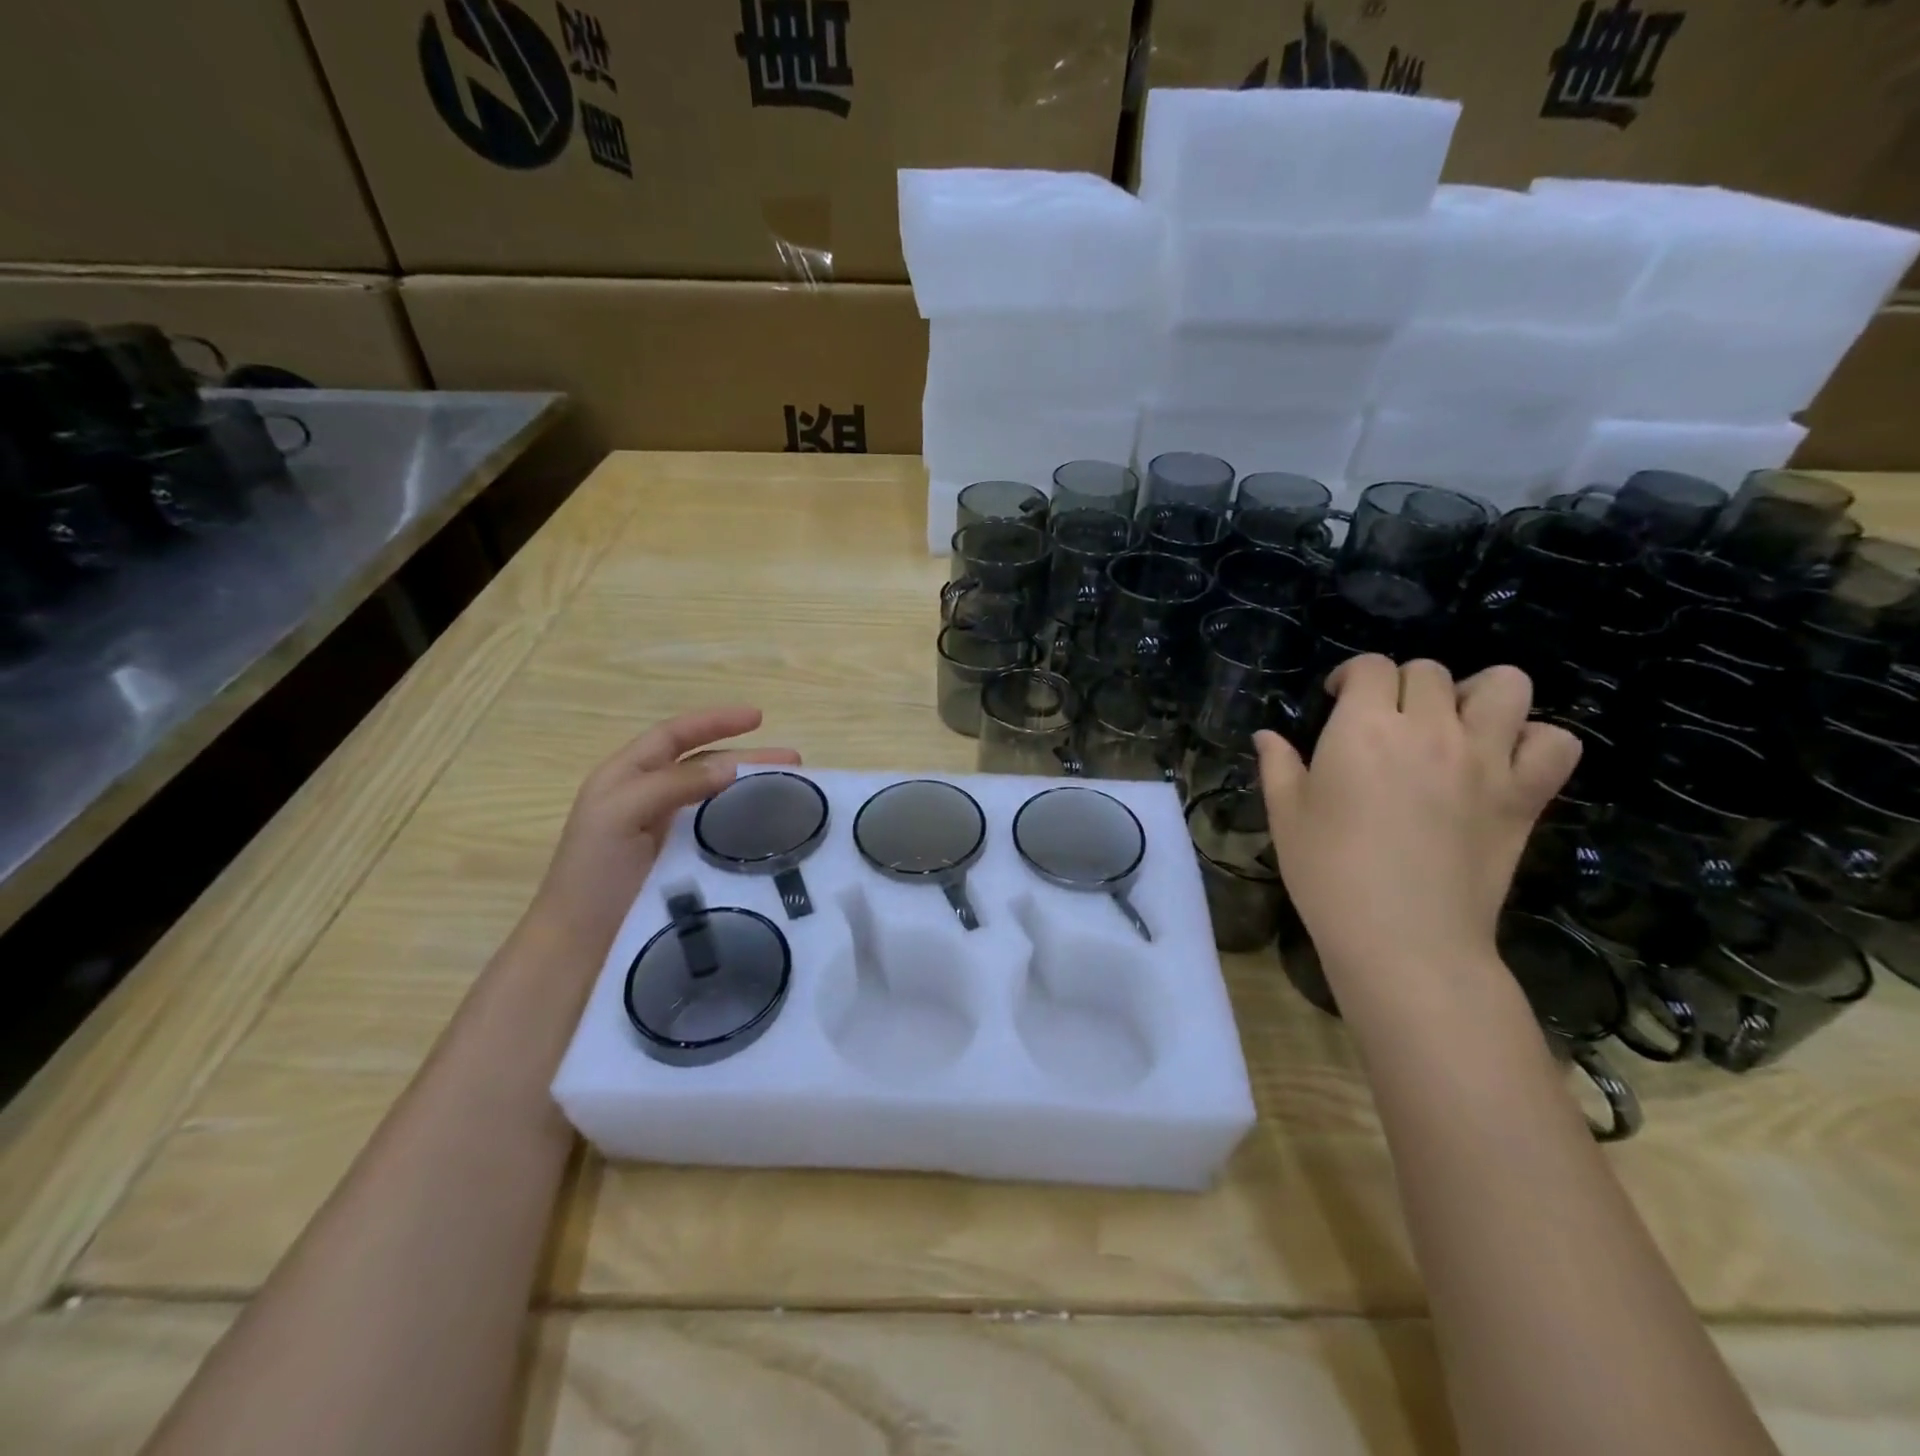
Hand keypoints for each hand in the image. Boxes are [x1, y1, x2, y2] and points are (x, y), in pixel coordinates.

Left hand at [528, 706, 800, 950]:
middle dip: (748, 758)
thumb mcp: (620, 813)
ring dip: (753, 790)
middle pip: (705, 766)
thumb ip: (673, 783)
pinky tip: (772, 831)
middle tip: (795, 762)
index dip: (714, 721)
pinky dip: (747, 825)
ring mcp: (668, 835)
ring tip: (793, 791)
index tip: (759, 718)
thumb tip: (731, 767)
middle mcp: (649, 799)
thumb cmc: (593, 875)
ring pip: (718, 799)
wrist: (579, 950)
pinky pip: (721, 834)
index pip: (675, 735)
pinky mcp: (684, 866)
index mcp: (626, 778)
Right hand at [1253, 657, 1579, 977]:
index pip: (1370, 667)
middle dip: (1402, 686)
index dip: (1352, 676)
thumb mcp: (1285, 816)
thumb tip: (1267, 736)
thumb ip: (1278, 766)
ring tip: (1455, 724)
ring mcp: (1486, 759)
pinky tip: (1500, 760)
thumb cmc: (1329, 874)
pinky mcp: (1524, 795)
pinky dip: (1533, 740)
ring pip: (1505, 686)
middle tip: (1386, 721)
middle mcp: (1430, 728)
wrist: (1404, 939)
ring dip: (1476, 694)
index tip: (1338, 699)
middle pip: (1430, 672)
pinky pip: (1554, 742)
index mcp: (1364, 729)